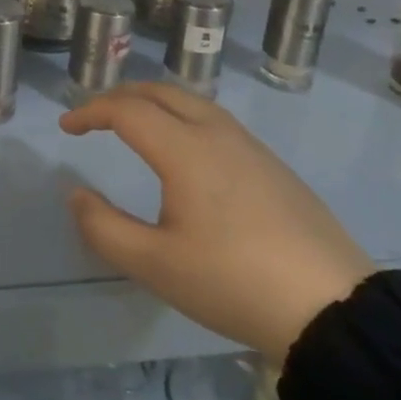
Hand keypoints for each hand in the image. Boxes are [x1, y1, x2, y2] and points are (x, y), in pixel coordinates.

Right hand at [61, 82, 374, 363]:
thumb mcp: (156, 265)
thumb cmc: (233, 282)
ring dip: (155, 103)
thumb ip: (105, 228)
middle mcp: (216, 132)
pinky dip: (183, 117)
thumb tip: (76, 195)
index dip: (90, 111)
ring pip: (192, 101)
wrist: (333, 307)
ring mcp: (250, 146)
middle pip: (160, 92)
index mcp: (185, 149)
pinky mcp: (273, 164)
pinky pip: (216, 120)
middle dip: (121, 96)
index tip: (67, 127)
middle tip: (96, 117)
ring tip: (135, 125)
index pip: (126, 110)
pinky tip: (187, 150)